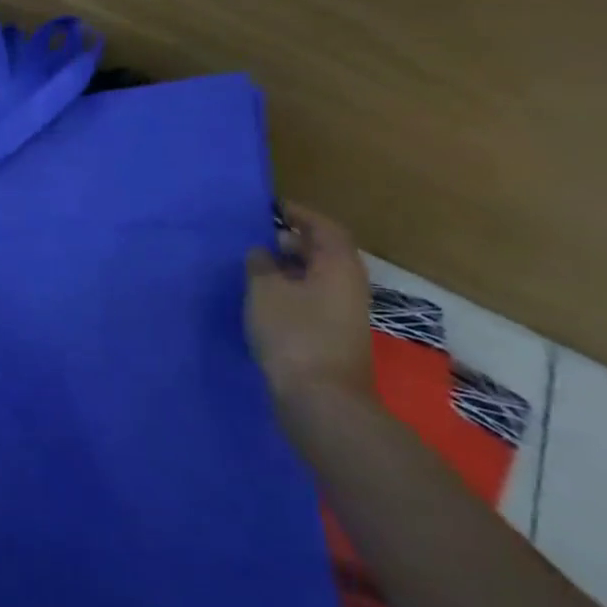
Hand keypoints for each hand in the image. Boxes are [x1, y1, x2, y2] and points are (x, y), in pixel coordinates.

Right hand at [245, 203, 375, 408]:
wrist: (321, 398)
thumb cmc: (293, 333)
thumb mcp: (265, 290)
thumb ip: (261, 264)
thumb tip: (263, 253)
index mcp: (338, 266)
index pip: (324, 228)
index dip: (300, 214)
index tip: (272, 208)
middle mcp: (349, 285)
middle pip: (325, 252)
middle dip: (295, 240)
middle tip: (261, 237)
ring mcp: (344, 312)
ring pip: (318, 277)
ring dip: (291, 267)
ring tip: (257, 266)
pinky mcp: (333, 334)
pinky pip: (313, 298)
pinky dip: (291, 290)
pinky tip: (265, 299)